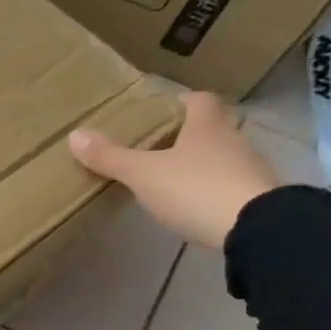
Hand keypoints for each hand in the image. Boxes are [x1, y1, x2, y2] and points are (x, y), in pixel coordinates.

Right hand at [67, 91, 281, 249]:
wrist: (255, 229)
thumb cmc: (195, 188)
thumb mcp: (143, 174)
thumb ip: (110, 157)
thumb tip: (75, 135)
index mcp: (207, 125)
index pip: (198, 100)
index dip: (179, 102)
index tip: (158, 111)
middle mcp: (233, 140)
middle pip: (208, 128)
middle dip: (183, 135)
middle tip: (152, 147)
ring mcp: (248, 169)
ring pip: (218, 157)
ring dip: (197, 164)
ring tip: (166, 178)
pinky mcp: (255, 198)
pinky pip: (227, 185)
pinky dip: (209, 189)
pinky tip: (190, 204)